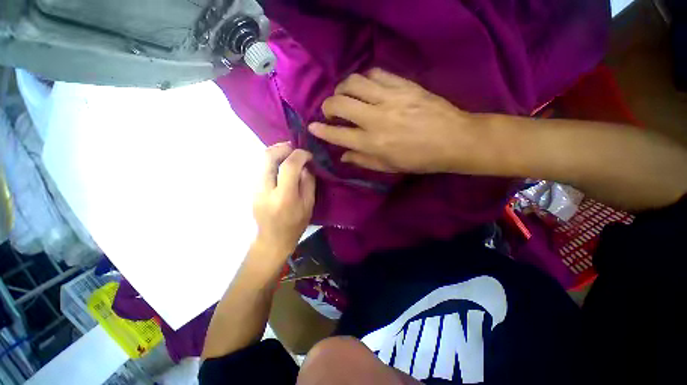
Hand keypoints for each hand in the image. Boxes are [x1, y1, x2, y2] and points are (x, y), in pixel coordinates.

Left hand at [252, 143, 315, 261]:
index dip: (300, 155)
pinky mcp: (252, 188)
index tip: (308, 155)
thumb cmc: (295, 225)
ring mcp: (255, 188)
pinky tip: (282, 166)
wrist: (272, 239)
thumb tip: (306, 165)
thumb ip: (308, 182)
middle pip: (268, 156)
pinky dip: (273, 161)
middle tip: (295, 149)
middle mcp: (265, 189)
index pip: (289, 166)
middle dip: (283, 147)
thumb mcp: (308, 205)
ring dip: (277, 153)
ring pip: (262, 160)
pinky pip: (262, 167)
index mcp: (284, 196)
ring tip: (290, 156)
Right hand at [308, 68, 492, 173]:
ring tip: (344, 95)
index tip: (312, 127)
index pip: (338, 134)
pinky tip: (366, 87)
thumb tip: (343, 156)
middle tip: (330, 111)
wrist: (453, 140)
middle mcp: (376, 118)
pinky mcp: (403, 85)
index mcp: (372, 143)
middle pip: (340, 103)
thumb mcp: (388, 167)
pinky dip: (364, 79)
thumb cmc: (419, 159)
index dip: (321, 130)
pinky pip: (376, 73)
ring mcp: (389, 98)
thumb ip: (363, 160)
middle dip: (327, 106)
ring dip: (342, 88)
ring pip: (354, 83)